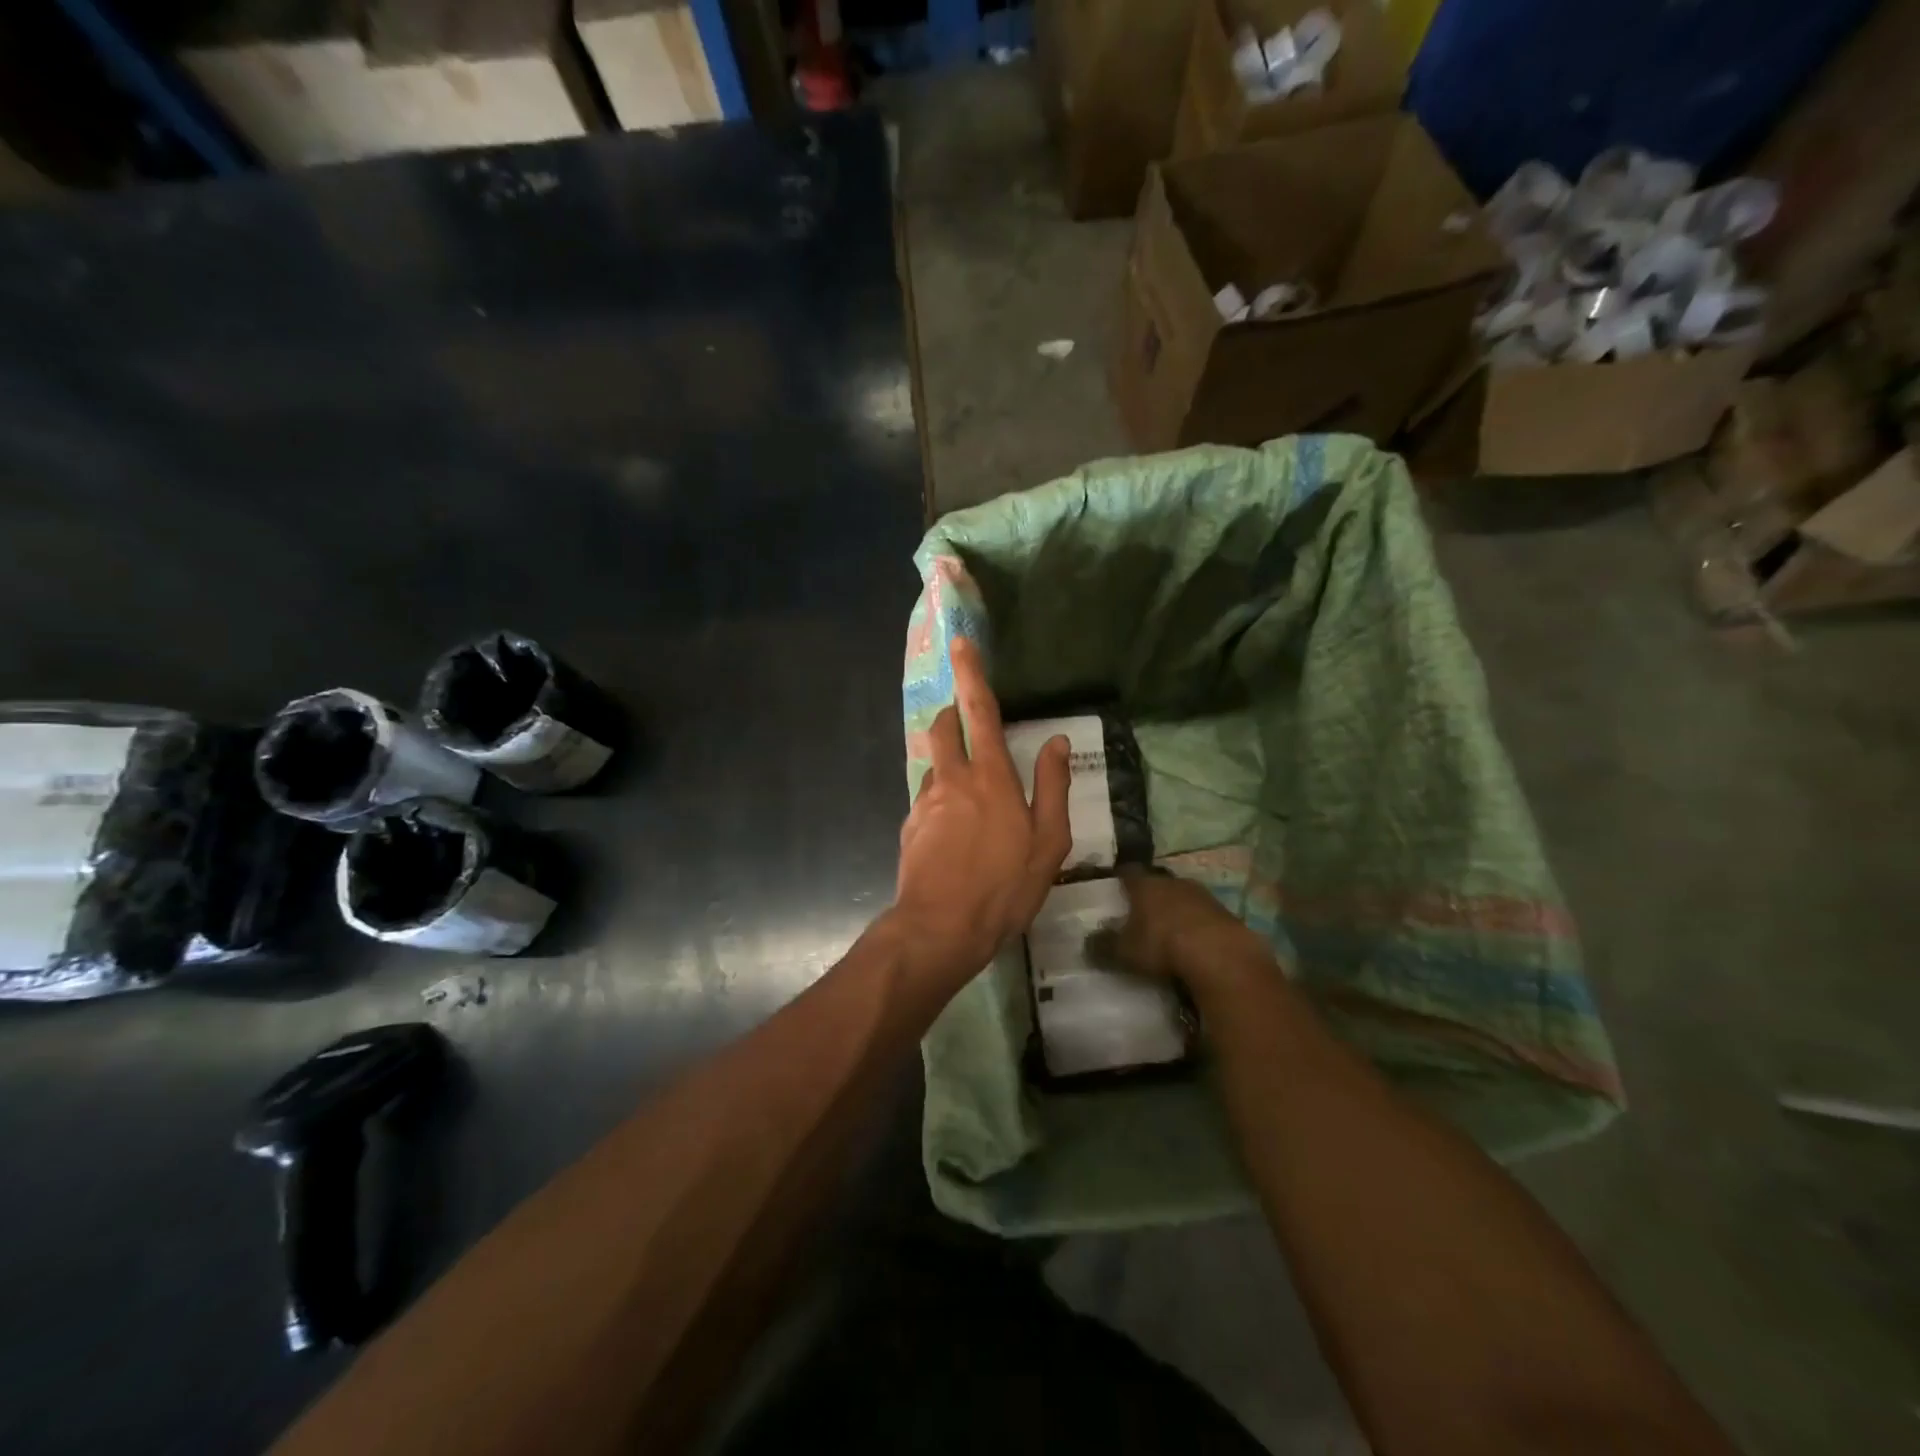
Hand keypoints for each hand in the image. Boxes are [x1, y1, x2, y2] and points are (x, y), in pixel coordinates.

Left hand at [889, 637, 1070, 984]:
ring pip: (934, 765)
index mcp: (990, 778)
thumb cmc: (1004, 887)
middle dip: (952, 714)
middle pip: (943, 728)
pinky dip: (941, 800)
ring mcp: (925, 802)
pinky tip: (955, 835)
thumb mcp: (1048, 842)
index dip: (971, 674)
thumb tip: (1057, 741)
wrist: (940, 929)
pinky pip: (927, 799)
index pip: (980, 711)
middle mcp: (952, 779)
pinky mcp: (910, 827)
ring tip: (971, 799)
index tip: (961, 642)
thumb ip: (1052, 787)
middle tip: (967, 723)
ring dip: (949, 764)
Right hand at [1094, 866, 1274, 1002]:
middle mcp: (1173, 881)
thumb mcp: (1124, 951)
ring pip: (1183, 896)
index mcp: (1145, 884)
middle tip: (1140, 911)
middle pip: (1157, 882)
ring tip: (1168, 929)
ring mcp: (1203, 895)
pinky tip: (1194, 942)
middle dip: (1150, 895)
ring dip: (1176, 909)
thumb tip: (1088, 941)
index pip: (1127, 872)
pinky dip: (1197, 924)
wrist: (1220, 955)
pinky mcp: (1226, 913)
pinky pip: (1204, 915)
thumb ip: (1104, 945)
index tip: (1114, 887)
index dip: (1120, 879)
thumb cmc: (1162, 945)